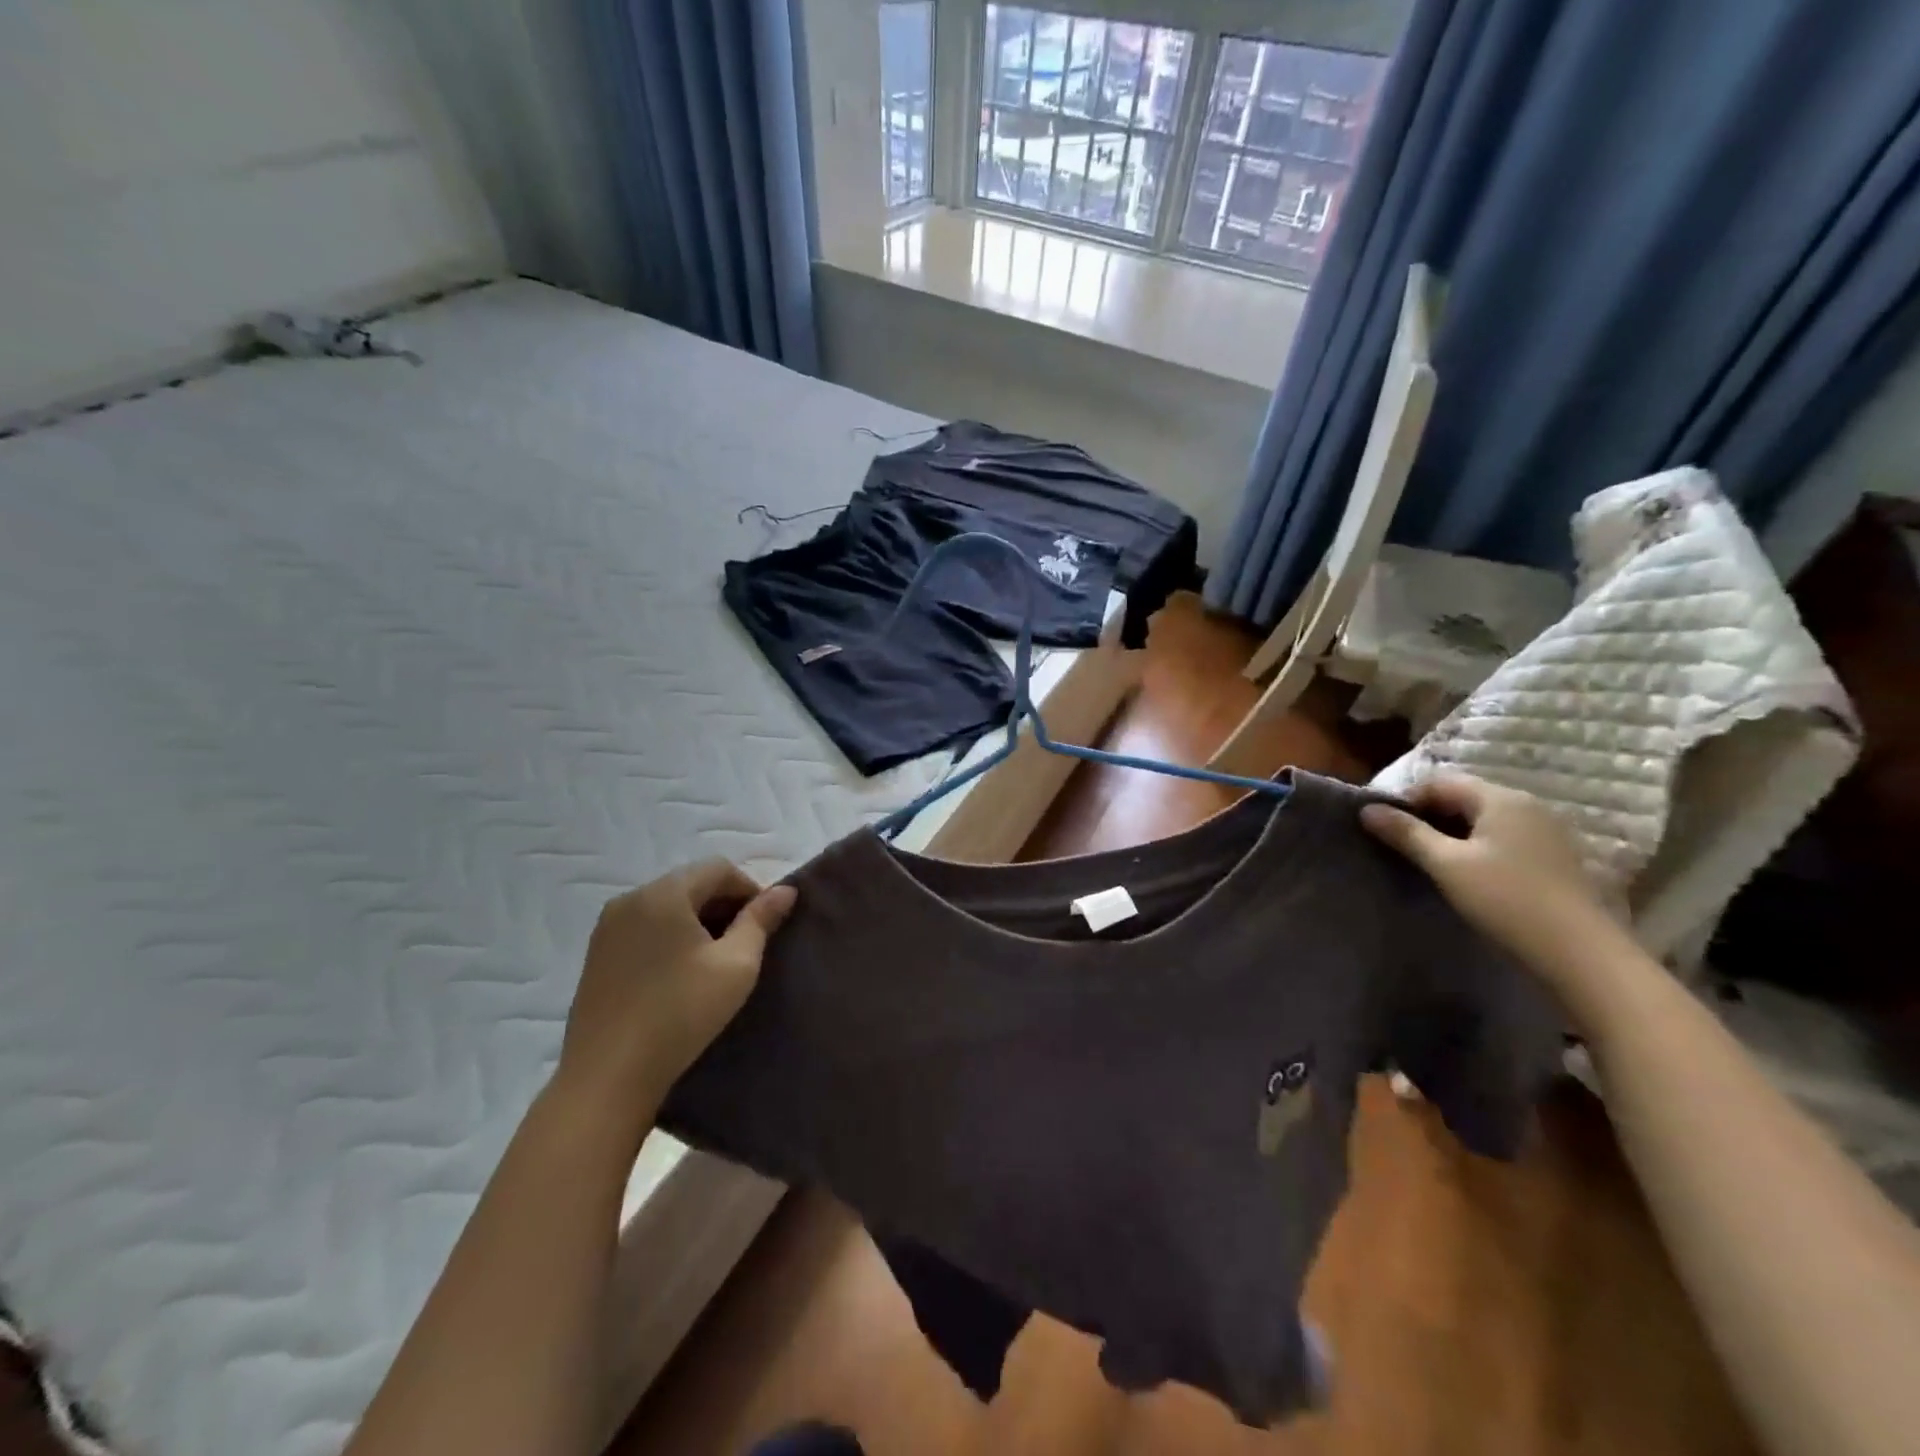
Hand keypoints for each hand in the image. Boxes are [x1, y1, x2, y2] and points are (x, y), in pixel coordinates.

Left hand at [556, 860, 796, 1110]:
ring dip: (698, 921)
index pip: (718, 868)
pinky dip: (671, 936)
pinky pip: (645, 927)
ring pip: (667, 906)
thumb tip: (785, 890)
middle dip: (724, 905)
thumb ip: (761, 920)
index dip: (750, 890)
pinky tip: (681, 974)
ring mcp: (607, 927)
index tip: (766, 926)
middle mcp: (630, 899)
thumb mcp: (736, 965)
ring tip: (715, 961)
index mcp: (663, 893)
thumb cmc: (681, 1013)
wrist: (607, 1077)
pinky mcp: (597, 955)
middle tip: (746, 944)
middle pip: (691, 883)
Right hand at [1359, 774, 1620, 990]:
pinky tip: (1467, 875)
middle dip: (1428, 816)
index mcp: (1501, 798)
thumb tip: (1367, 810)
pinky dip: (1477, 848)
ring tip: (1429, 862)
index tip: (1384, 828)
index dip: (1407, 800)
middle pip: (1464, 797)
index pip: (1440, 782)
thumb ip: (1406, 833)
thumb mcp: (1446, 864)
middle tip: (1401, 845)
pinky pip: (1504, 839)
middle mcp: (1528, 806)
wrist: (1580, 954)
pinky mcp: (1554, 859)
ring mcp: (1546, 833)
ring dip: (1452, 834)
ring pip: (1484, 820)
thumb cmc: (1506, 899)